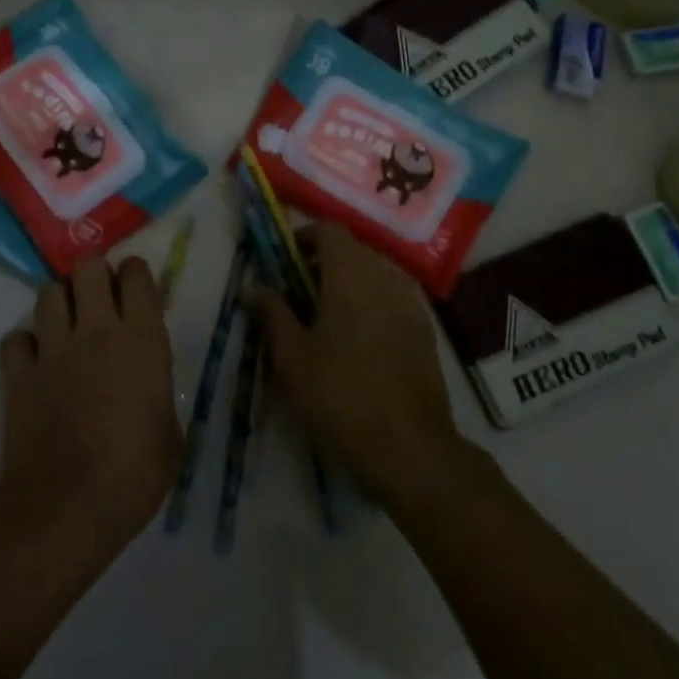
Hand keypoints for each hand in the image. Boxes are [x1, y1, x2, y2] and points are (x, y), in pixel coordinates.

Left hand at [0, 256, 182, 554]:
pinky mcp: (19, 374)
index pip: (137, 275)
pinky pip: (16, 340)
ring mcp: (53, 350)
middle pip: (87, 267)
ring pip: (48, 292)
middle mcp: (97, 331)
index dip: (136, 275)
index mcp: (142, 340)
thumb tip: (150, 386)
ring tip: (67, 326)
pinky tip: (35, 363)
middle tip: (99, 301)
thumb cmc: (134, 475)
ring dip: (59, 303)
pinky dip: (24, 345)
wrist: (67, 507)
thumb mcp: (170, 434)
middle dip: (93, 275)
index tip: (136, 291)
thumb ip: (159, 393)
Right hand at [255, 223, 462, 510]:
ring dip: (347, 284)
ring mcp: (411, 303)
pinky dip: (370, 305)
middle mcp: (385, 277)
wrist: (410, 449)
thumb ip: (272, 313)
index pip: (329, 229)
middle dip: (322, 263)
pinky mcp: (425, 330)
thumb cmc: (340, 396)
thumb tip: (254, 286)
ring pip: (374, 275)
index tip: (283, 262)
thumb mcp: (291, 357)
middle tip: (296, 294)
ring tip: (325, 319)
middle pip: (352, 250)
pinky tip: (357, 341)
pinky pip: (391, 299)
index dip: (303, 237)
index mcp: (351, 275)